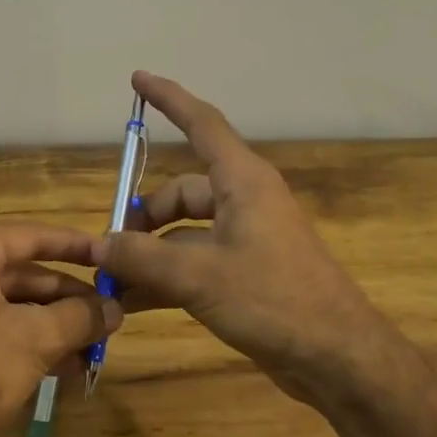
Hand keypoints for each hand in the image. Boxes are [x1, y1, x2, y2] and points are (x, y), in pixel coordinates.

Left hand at [0, 223, 121, 436]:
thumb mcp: (34, 340)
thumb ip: (79, 317)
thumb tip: (116, 309)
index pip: (29, 236)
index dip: (74, 246)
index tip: (109, 255)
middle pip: (20, 274)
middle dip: (67, 298)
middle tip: (109, 314)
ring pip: (8, 307)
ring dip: (53, 326)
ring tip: (94, 347)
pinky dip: (27, 343)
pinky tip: (64, 367)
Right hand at [92, 72, 397, 406]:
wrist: (336, 357)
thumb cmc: (274, 300)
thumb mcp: (200, 276)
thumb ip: (144, 258)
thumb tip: (99, 244)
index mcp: (243, 182)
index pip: (202, 124)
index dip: (169, 99)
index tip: (138, 78)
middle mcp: (244, 202)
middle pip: (181, 192)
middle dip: (143, 217)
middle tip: (108, 249)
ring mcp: (245, 240)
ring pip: (183, 233)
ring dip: (149, 253)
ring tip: (112, 280)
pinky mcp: (244, 274)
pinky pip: (193, 263)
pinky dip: (165, 277)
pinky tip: (132, 303)